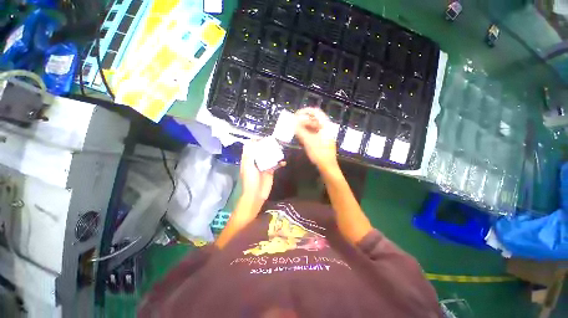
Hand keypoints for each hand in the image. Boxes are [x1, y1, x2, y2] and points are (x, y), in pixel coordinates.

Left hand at [240, 140, 283, 202]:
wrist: (256, 194)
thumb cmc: (250, 180)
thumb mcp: (248, 166)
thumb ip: (249, 154)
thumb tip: (250, 141)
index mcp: (249, 159)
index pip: (251, 147)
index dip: (255, 141)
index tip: (263, 137)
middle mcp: (256, 161)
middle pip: (261, 150)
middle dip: (267, 146)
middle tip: (275, 141)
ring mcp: (264, 166)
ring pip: (269, 156)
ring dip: (274, 153)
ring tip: (281, 148)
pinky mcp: (270, 171)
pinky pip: (275, 164)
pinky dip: (280, 162)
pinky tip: (283, 162)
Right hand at [295, 108, 338, 170]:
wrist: (327, 167)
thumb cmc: (319, 153)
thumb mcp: (308, 141)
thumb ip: (300, 130)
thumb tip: (293, 122)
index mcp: (325, 125)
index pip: (316, 112)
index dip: (305, 111)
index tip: (296, 114)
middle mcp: (326, 128)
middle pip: (314, 119)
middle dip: (303, 120)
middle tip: (293, 123)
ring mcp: (324, 135)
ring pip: (313, 127)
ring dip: (304, 127)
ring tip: (295, 129)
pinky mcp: (322, 141)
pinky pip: (313, 133)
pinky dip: (306, 133)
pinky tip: (300, 136)